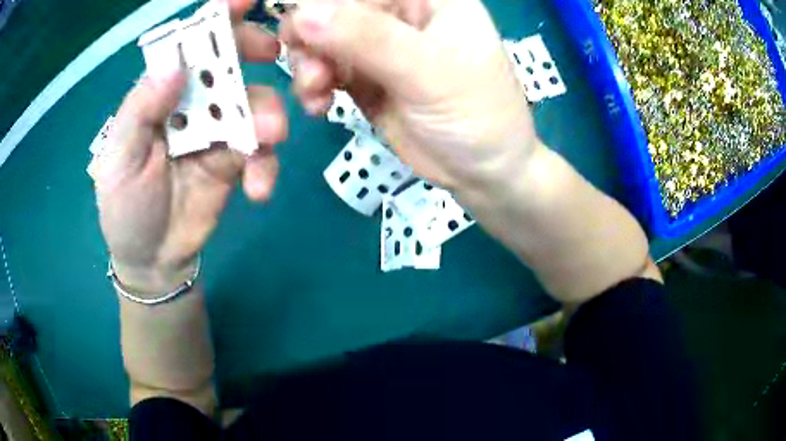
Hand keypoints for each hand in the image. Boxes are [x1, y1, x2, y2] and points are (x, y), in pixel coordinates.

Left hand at [95, 1, 286, 294]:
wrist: (152, 258)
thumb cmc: (125, 206)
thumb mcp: (120, 159)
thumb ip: (141, 110)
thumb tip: (175, 63)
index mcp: (161, 93)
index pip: (189, 44)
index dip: (216, 17)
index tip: (245, 0)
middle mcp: (193, 101)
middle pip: (230, 60)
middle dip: (253, 49)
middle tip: (272, 54)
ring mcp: (218, 130)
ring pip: (254, 103)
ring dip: (267, 115)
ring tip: (267, 140)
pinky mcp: (236, 160)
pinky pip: (261, 152)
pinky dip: (266, 166)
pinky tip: (258, 189)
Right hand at [278, 0, 536, 192]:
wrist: (482, 173)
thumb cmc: (477, 115)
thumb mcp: (430, 72)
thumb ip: (369, 39)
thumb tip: (305, 13)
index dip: (327, 3)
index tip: (303, 28)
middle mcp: (401, 14)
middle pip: (336, 8)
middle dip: (312, 36)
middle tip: (311, 69)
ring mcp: (379, 46)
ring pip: (322, 38)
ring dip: (307, 63)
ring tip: (316, 91)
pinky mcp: (364, 77)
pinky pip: (324, 69)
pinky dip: (312, 85)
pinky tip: (317, 104)